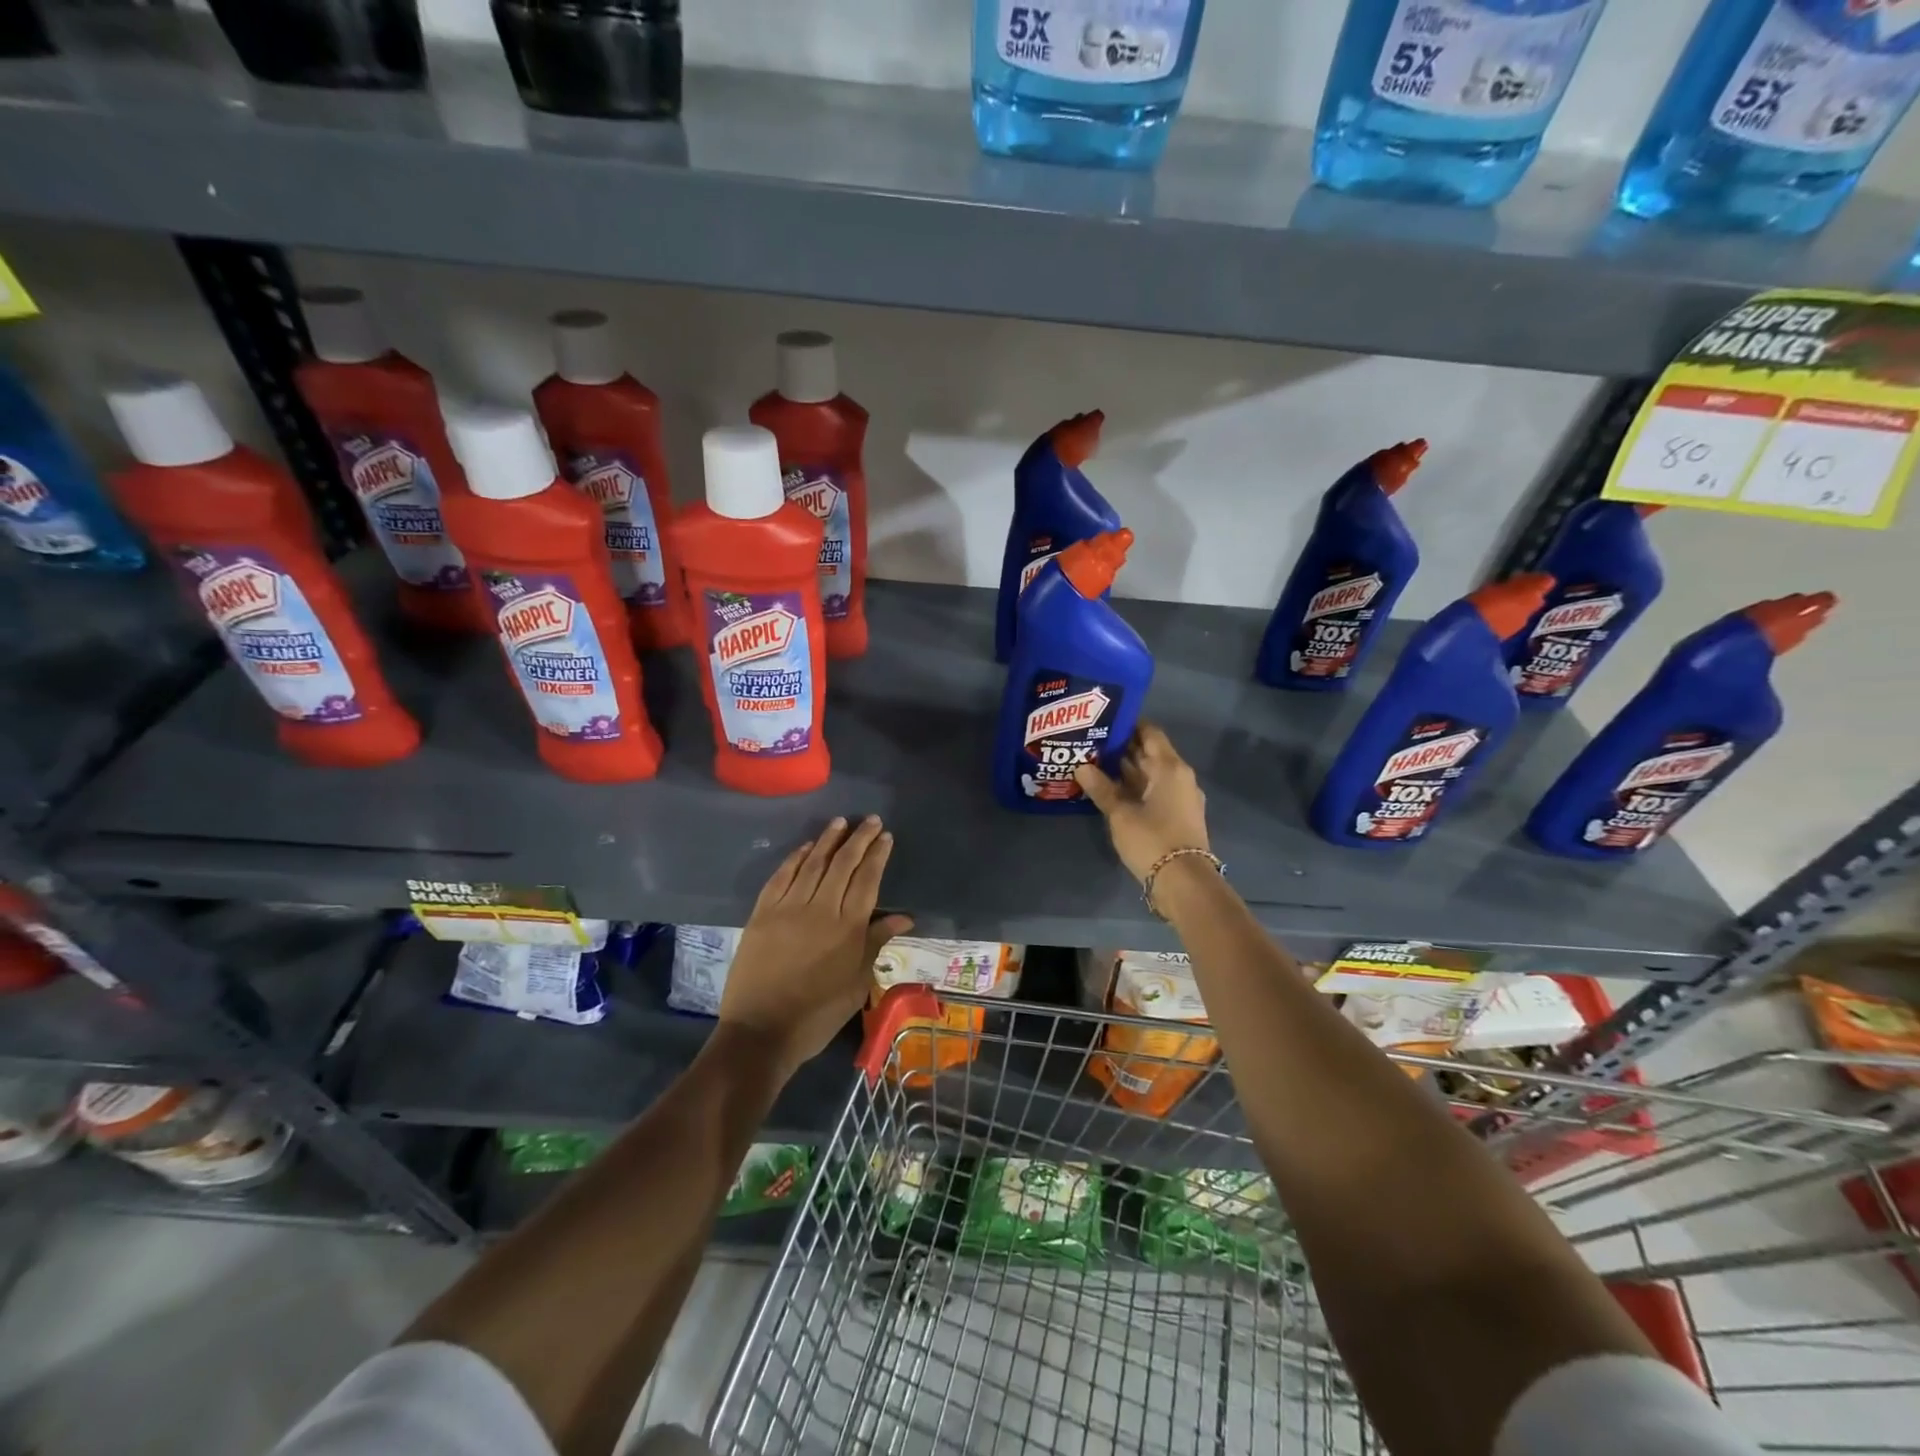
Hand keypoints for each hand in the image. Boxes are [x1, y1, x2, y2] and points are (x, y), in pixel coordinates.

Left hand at [719, 816, 912, 1077]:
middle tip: (871, 820)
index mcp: (848, 927)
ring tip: (841, 822)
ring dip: (828, 840)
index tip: (886, 836)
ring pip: (813, 863)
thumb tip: (905, 917)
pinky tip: (806, 847)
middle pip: (843, 864)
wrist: (761, 1032)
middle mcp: (820, 908)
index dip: (877, 855)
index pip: (867, 879)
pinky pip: (781, 877)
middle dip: (859, 839)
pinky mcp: (762, 914)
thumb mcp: (857, 982)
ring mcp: (788, 908)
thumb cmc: (818, 1013)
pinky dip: (795, 858)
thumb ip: (877, 942)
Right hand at [1073, 722, 1209, 883]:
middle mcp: (1179, 776)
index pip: (1150, 733)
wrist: (1184, 882)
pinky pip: (1154, 791)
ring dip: (1126, 770)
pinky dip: (1135, 787)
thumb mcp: (1121, 813)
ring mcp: (1181, 797)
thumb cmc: (1152, 839)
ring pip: (1150, 774)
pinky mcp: (1178, 815)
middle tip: (1090, 741)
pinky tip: (1110, 790)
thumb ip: (1101, 788)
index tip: (1102, 721)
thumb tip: (1081, 766)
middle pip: (1150, 753)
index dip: (1128, 725)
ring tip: (1094, 763)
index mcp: (1169, 767)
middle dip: (1122, 748)